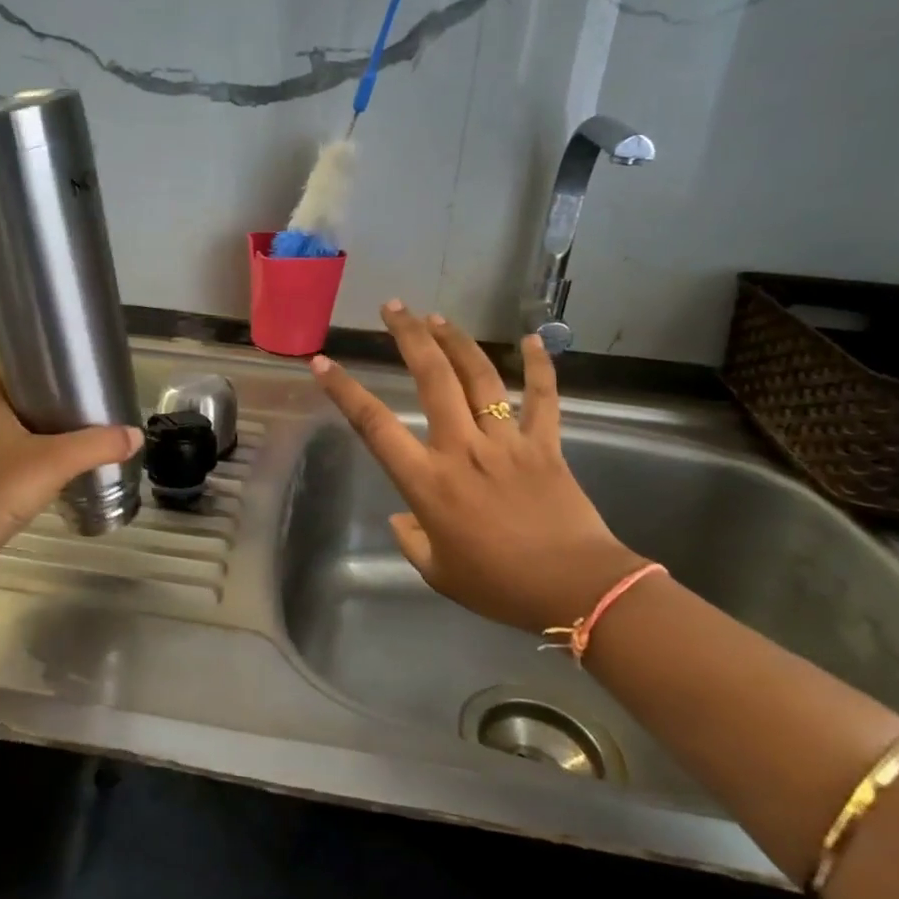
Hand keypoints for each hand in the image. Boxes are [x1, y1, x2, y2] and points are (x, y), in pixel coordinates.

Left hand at [0, 363, 142, 579]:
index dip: (21, 365)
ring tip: (70, 441)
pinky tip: (51, 479)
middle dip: (37, 403)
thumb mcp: (56, 461)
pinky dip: (25, 469)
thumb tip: (135, 435)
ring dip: (33, 439)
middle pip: (6, 405)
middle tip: (75, 406)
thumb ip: (97, 445)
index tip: (54, 369)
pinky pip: (4, 470)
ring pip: (5, 439)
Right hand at [311, 303, 646, 633]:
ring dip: (456, 342)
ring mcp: (506, 442)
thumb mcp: (439, 573)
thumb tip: (403, 519)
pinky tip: (533, 340)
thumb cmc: (499, 586)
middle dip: (410, 337)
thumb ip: (412, 541)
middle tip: (394, 307)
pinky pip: (543, 399)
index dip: (345, 391)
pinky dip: (539, 368)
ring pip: (479, 378)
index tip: (323, 363)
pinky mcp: (545, 445)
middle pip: (432, 379)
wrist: (575, 590)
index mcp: (428, 483)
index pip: (375, 426)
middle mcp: (462, 449)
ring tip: (437, 317)